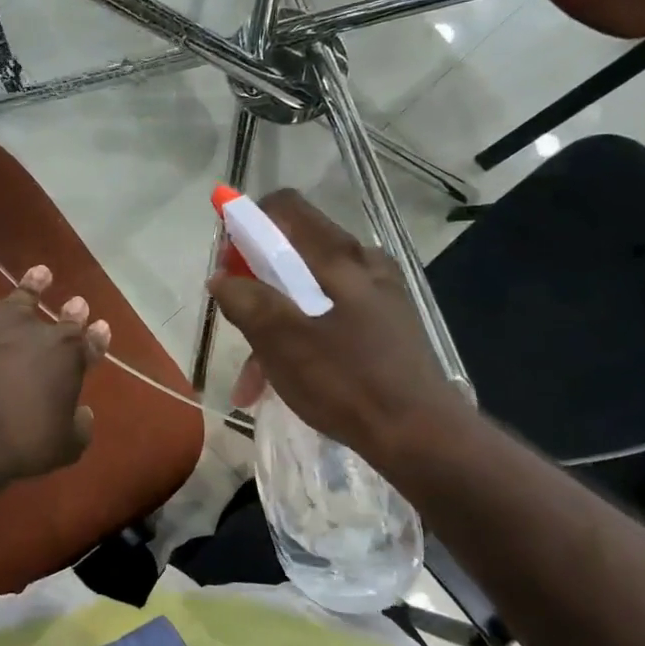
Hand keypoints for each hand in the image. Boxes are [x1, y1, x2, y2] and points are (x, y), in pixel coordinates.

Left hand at [0, 263, 111, 486]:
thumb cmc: (15, 445)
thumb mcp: (63, 448)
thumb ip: (79, 428)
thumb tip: (83, 414)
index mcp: (66, 357)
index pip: (88, 342)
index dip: (96, 336)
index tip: (101, 326)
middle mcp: (33, 330)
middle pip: (58, 317)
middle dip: (71, 310)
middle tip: (76, 302)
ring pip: (17, 296)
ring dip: (31, 284)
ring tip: (40, 272)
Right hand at [206, 190, 471, 463]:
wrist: (423, 437)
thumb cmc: (347, 381)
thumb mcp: (282, 340)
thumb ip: (246, 301)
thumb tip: (221, 278)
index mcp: (339, 256)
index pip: (285, 208)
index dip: (248, 224)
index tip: (228, 262)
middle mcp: (363, 264)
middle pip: (294, 253)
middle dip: (255, 286)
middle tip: (235, 322)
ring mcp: (378, 298)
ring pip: (308, 295)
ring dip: (273, 326)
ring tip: (250, 381)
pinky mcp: (385, 329)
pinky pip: (329, 321)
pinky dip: (301, 342)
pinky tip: (282, 385)